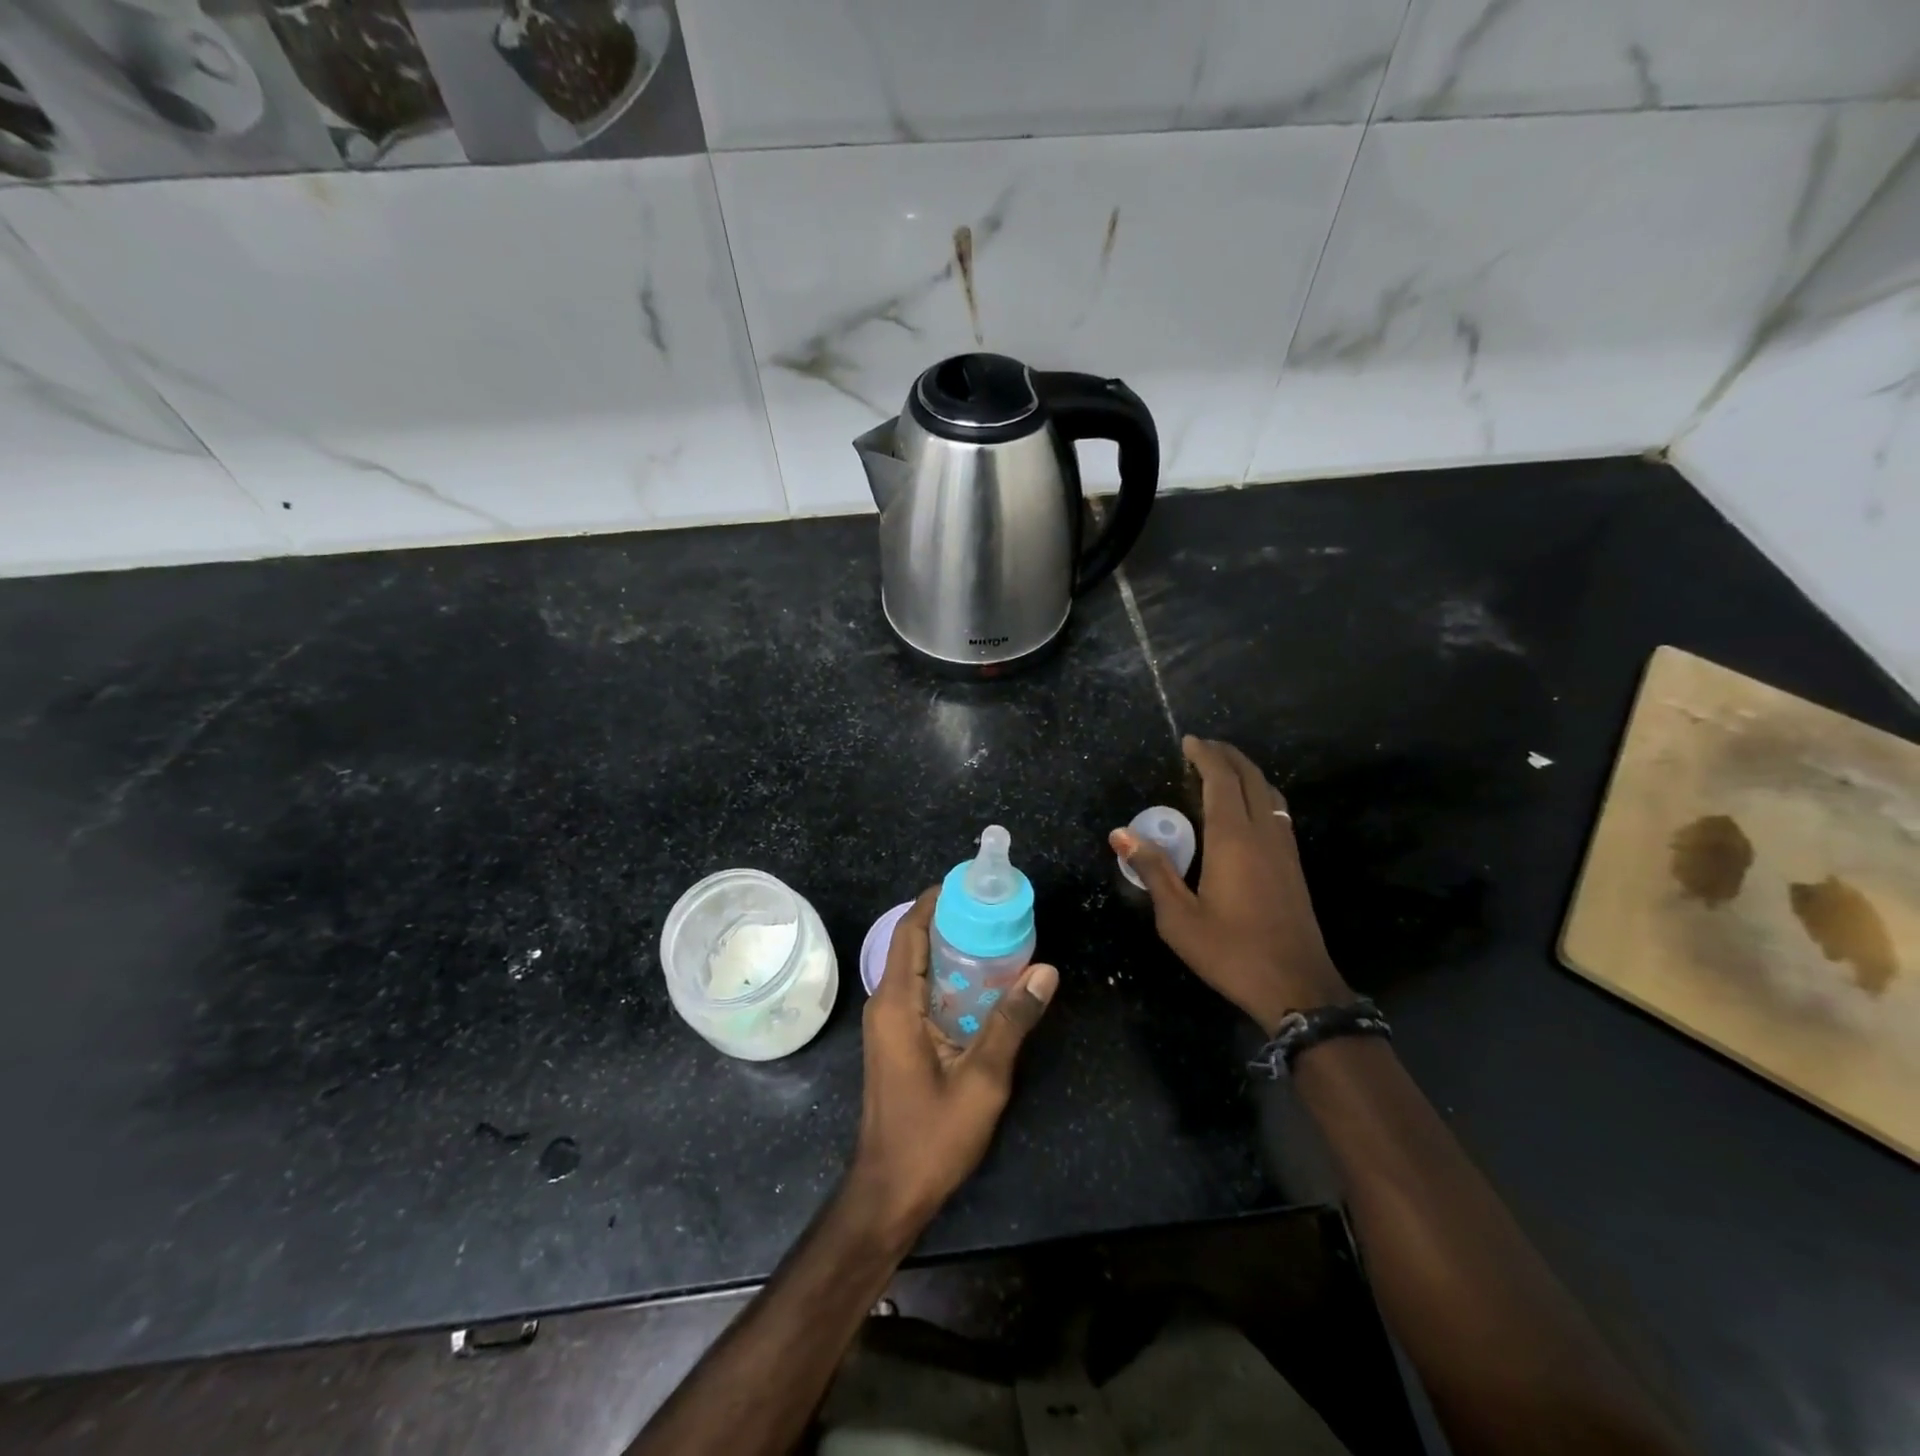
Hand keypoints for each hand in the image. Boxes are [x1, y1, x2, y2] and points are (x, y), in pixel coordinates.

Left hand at [850, 889, 1056, 1238]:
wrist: (890, 1192)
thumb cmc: (932, 1136)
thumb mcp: (982, 1079)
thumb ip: (1011, 1021)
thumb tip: (1045, 970)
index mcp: (897, 1003)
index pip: (910, 931)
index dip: (936, 901)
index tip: (971, 883)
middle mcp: (886, 1004)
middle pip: (914, 944)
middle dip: (950, 921)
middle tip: (996, 909)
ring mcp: (889, 1023)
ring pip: (918, 968)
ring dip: (952, 950)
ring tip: (997, 936)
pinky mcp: (898, 1040)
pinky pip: (921, 992)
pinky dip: (949, 978)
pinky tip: (984, 984)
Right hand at [1112, 736, 1348, 1033]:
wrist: (1297, 987)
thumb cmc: (1230, 952)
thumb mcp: (1178, 918)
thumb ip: (1153, 870)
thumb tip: (1121, 834)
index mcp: (1233, 839)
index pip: (1221, 780)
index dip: (1205, 756)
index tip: (1188, 741)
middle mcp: (1263, 833)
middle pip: (1250, 778)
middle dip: (1227, 755)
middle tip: (1202, 746)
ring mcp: (1284, 848)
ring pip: (1268, 792)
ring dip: (1246, 772)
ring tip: (1222, 768)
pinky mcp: (1293, 865)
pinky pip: (1277, 811)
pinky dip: (1259, 793)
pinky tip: (1246, 807)